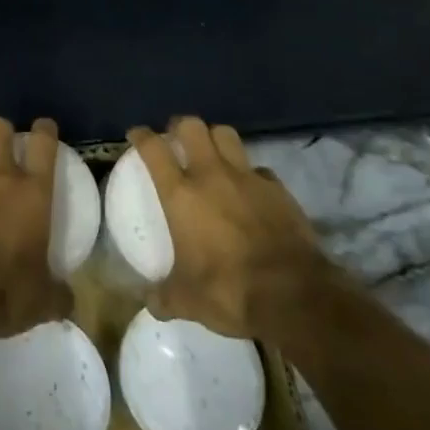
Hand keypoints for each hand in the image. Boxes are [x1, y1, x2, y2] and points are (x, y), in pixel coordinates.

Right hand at [131, 117, 332, 353]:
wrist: (294, 295)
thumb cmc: (229, 290)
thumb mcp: (188, 301)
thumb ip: (165, 297)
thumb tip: (150, 304)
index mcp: (181, 194)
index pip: (154, 148)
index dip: (142, 136)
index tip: (136, 134)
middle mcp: (211, 175)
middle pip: (192, 126)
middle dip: (181, 126)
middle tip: (176, 137)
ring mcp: (248, 178)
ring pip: (227, 135)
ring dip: (215, 138)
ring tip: (212, 153)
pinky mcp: (278, 189)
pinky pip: (259, 169)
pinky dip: (250, 174)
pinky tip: (250, 190)